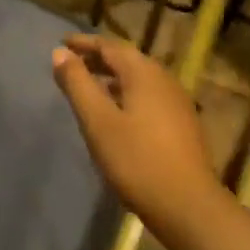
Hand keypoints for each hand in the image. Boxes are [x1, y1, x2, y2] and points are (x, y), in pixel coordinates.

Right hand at [52, 34, 220, 233]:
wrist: (188, 206)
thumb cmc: (137, 160)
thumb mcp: (98, 121)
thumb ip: (77, 84)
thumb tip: (60, 53)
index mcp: (143, 73)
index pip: (109, 46)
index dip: (84, 43)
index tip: (62, 43)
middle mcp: (163, 80)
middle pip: (127, 59)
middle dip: (98, 58)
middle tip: (72, 63)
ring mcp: (177, 102)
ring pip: (139, 79)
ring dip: (113, 77)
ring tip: (90, 86)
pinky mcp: (182, 124)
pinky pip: (148, 95)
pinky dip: (127, 93)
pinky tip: (117, 112)